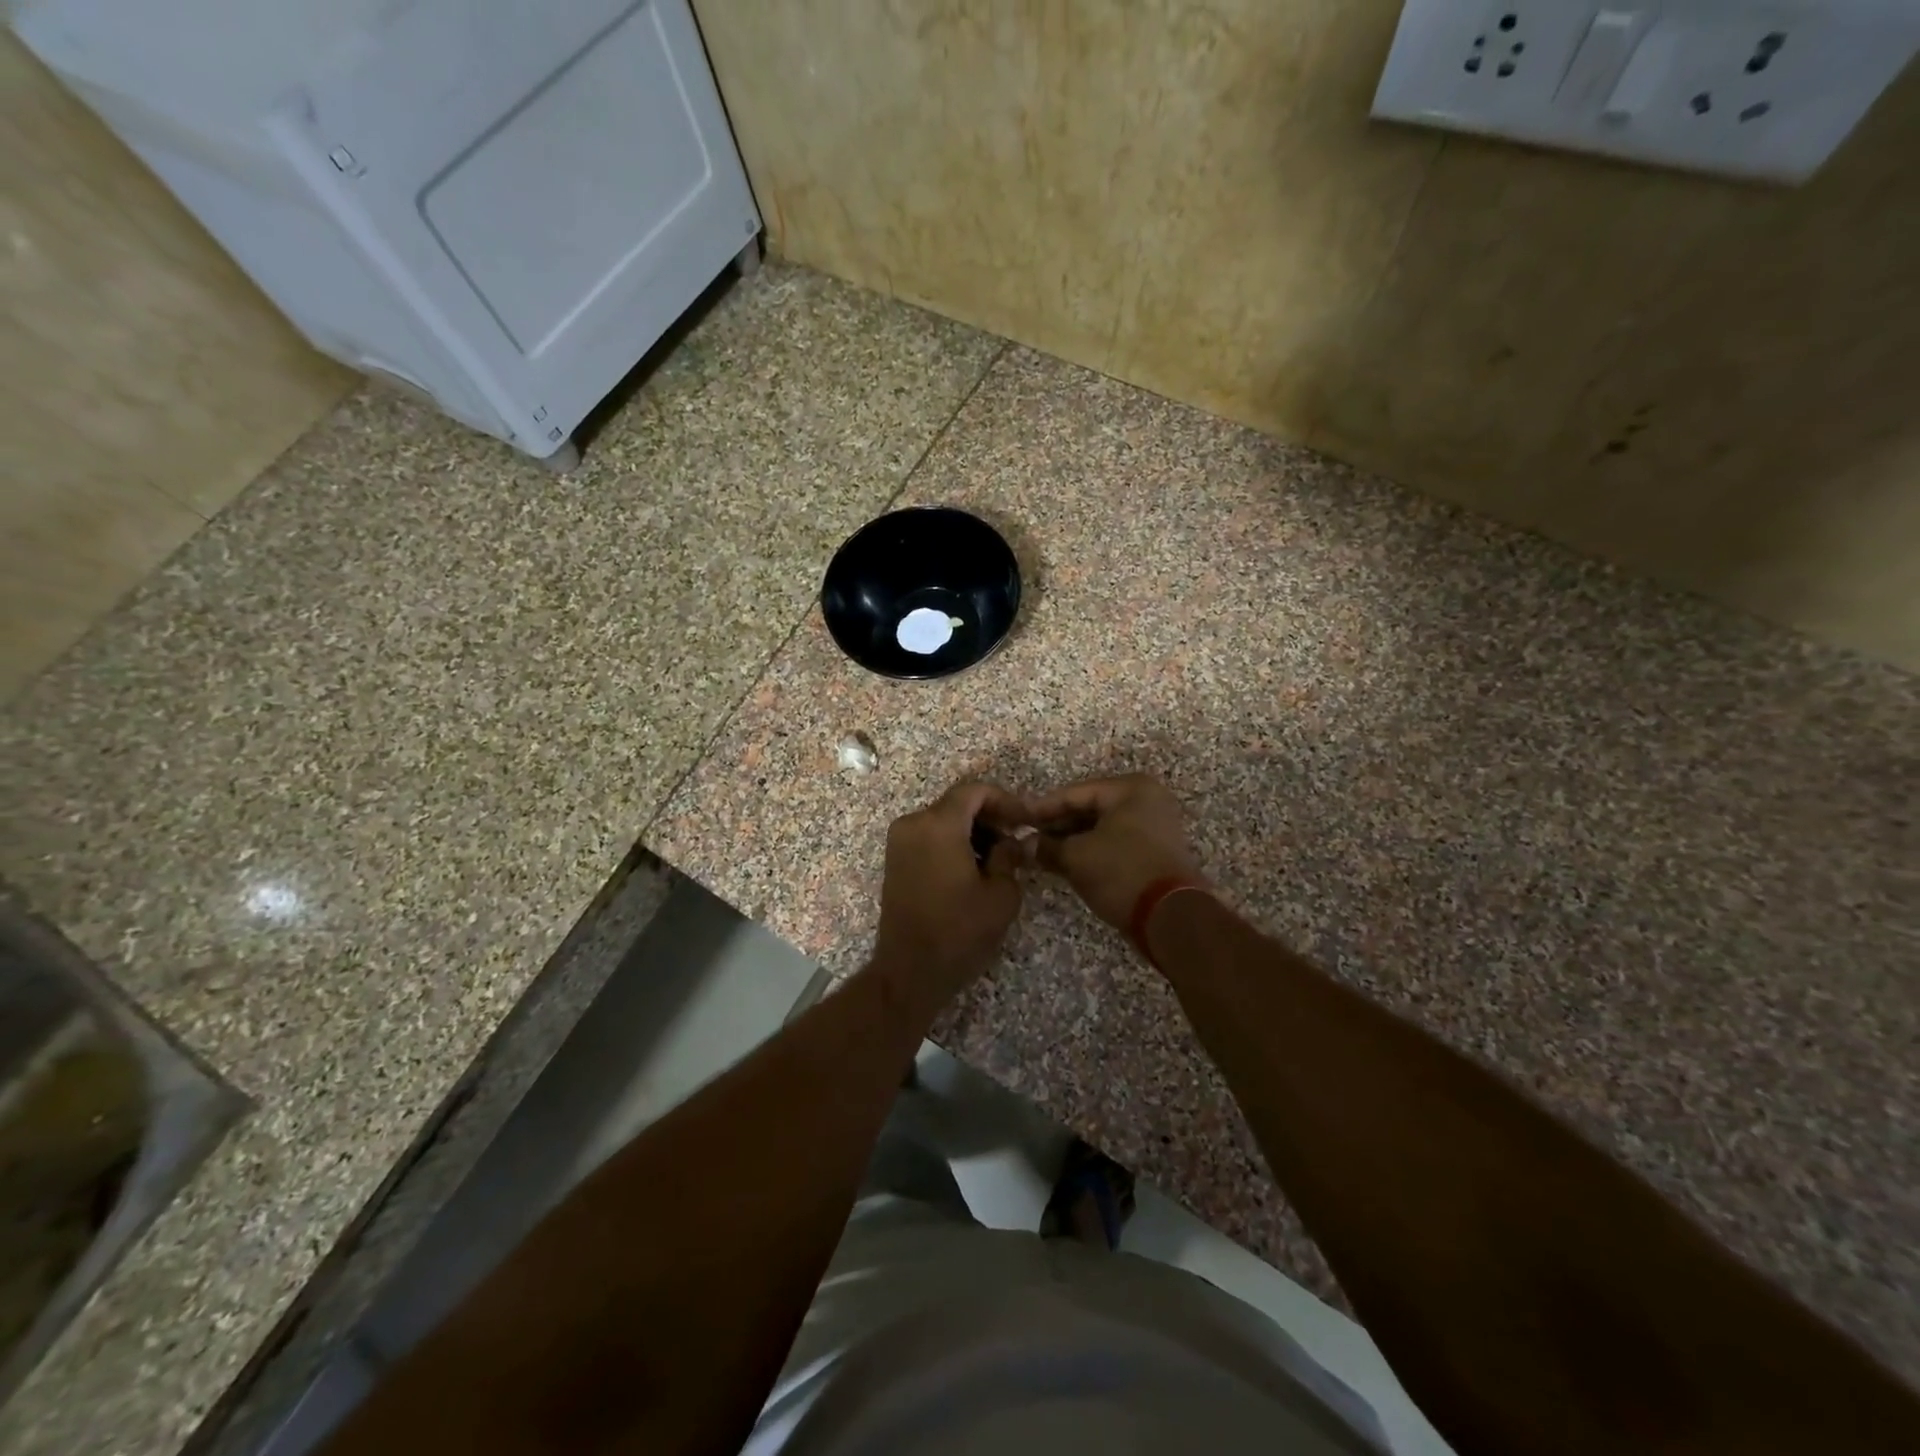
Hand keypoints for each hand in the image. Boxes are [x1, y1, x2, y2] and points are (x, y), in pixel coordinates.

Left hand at [871, 781, 1029, 1008]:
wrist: (910, 971)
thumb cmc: (960, 931)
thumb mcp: (1001, 894)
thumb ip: (1010, 856)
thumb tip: (1015, 840)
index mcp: (938, 825)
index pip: (974, 791)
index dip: (1005, 800)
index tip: (1026, 822)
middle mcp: (913, 823)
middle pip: (957, 803)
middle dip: (989, 816)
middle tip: (1016, 839)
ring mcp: (899, 841)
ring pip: (942, 819)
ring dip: (972, 830)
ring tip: (999, 857)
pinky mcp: (895, 860)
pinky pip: (929, 836)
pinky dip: (952, 842)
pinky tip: (973, 867)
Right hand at [1031, 774, 1205, 929]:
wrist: (1171, 917)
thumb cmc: (1121, 872)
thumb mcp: (1076, 857)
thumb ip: (1047, 847)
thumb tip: (1024, 845)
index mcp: (1130, 789)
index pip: (1075, 793)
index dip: (1042, 808)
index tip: (1017, 819)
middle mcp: (1146, 801)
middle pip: (1090, 808)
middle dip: (1057, 826)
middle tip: (1026, 838)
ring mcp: (1155, 827)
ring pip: (1101, 828)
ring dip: (1071, 841)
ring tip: (1040, 853)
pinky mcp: (1155, 853)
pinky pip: (1114, 844)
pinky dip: (1090, 852)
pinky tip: (1064, 863)